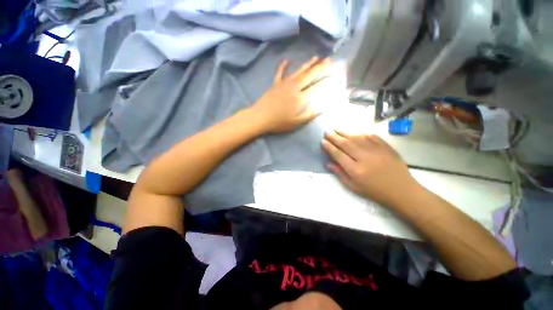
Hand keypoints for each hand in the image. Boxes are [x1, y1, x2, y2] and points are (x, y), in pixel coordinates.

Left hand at [250, 57, 329, 132]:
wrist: (260, 117)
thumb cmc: (278, 122)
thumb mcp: (296, 123)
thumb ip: (310, 115)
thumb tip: (322, 109)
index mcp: (300, 98)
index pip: (317, 88)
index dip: (326, 82)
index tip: (335, 76)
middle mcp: (294, 88)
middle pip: (309, 75)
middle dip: (320, 67)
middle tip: (329, 60)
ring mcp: (284, 84)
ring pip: (298, 71)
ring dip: (308, 64)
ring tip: (316, 57)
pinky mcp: (275, 84)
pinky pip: (280, 72)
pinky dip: (283, 66)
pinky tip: (287, 59)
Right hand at [321, 130, 420, 207]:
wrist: (401, 190)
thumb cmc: (375, 191)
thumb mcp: (354, 187)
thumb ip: (340, 174)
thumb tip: (328, 164)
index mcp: (355, 170)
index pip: (338, 154)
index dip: (329, 147)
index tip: (323, 141)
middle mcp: (364, 158)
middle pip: (346, 144)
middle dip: (334, 137)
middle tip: (327, 132)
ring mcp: (376, 151)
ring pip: (356, 138)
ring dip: (345, 133)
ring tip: (336, 129)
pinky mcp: (385, 147)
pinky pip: (370, 136)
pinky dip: (360, 133)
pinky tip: (354, 133)